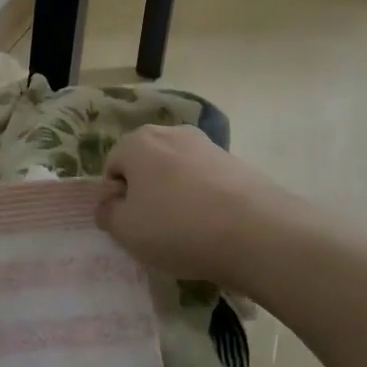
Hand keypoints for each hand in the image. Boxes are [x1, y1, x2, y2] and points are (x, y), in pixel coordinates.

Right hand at [97, 125, 296, 283]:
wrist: (258, 233)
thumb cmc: (178, 228)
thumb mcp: (126, 230)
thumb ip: (108, 213)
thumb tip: (110, 204)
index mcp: (138, 142)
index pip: (112, 167)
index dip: (115, 198)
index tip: (129, 225)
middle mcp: (171, 133)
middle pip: (146, 164)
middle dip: (145, 192)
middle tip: (155, 228)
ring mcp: (208, 145)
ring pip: (177, 172)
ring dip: (175, 195)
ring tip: (187, 230)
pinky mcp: (237, 162)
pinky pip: (206, 181)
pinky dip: (204, 199)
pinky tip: (213, 227)